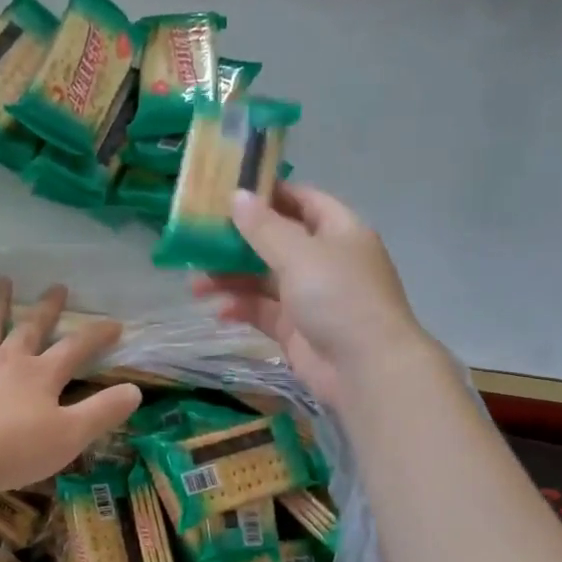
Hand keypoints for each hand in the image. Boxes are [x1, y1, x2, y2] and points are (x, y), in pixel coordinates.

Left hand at [0, 278, 141, 495]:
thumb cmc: (14, 450)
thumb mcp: (70, 436)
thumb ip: (102, 412)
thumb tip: (135, 389)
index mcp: (42, 375)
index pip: (76, 347)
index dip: (97, 335)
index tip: (115, 324)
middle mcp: (9, 360)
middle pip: (31, 327)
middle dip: (48, 308)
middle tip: (57, 286)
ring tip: (2, 281)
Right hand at [192, 183, 430, 409]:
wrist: (366, 369)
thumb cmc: (338, 298)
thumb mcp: (299, 254)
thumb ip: (264, 227)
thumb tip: (237, 195)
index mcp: (338, 231)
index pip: (303, 200)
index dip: (269, 194)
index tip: (229, 192)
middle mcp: (326, 261)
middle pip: (277, 242)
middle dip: (238, 242)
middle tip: (199, 241)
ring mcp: (311, 298)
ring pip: (264, 279)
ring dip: (232, 279)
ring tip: (195, 284)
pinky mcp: (297, 330)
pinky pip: (264, 312)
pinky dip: (242, 309)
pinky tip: (218, 312)